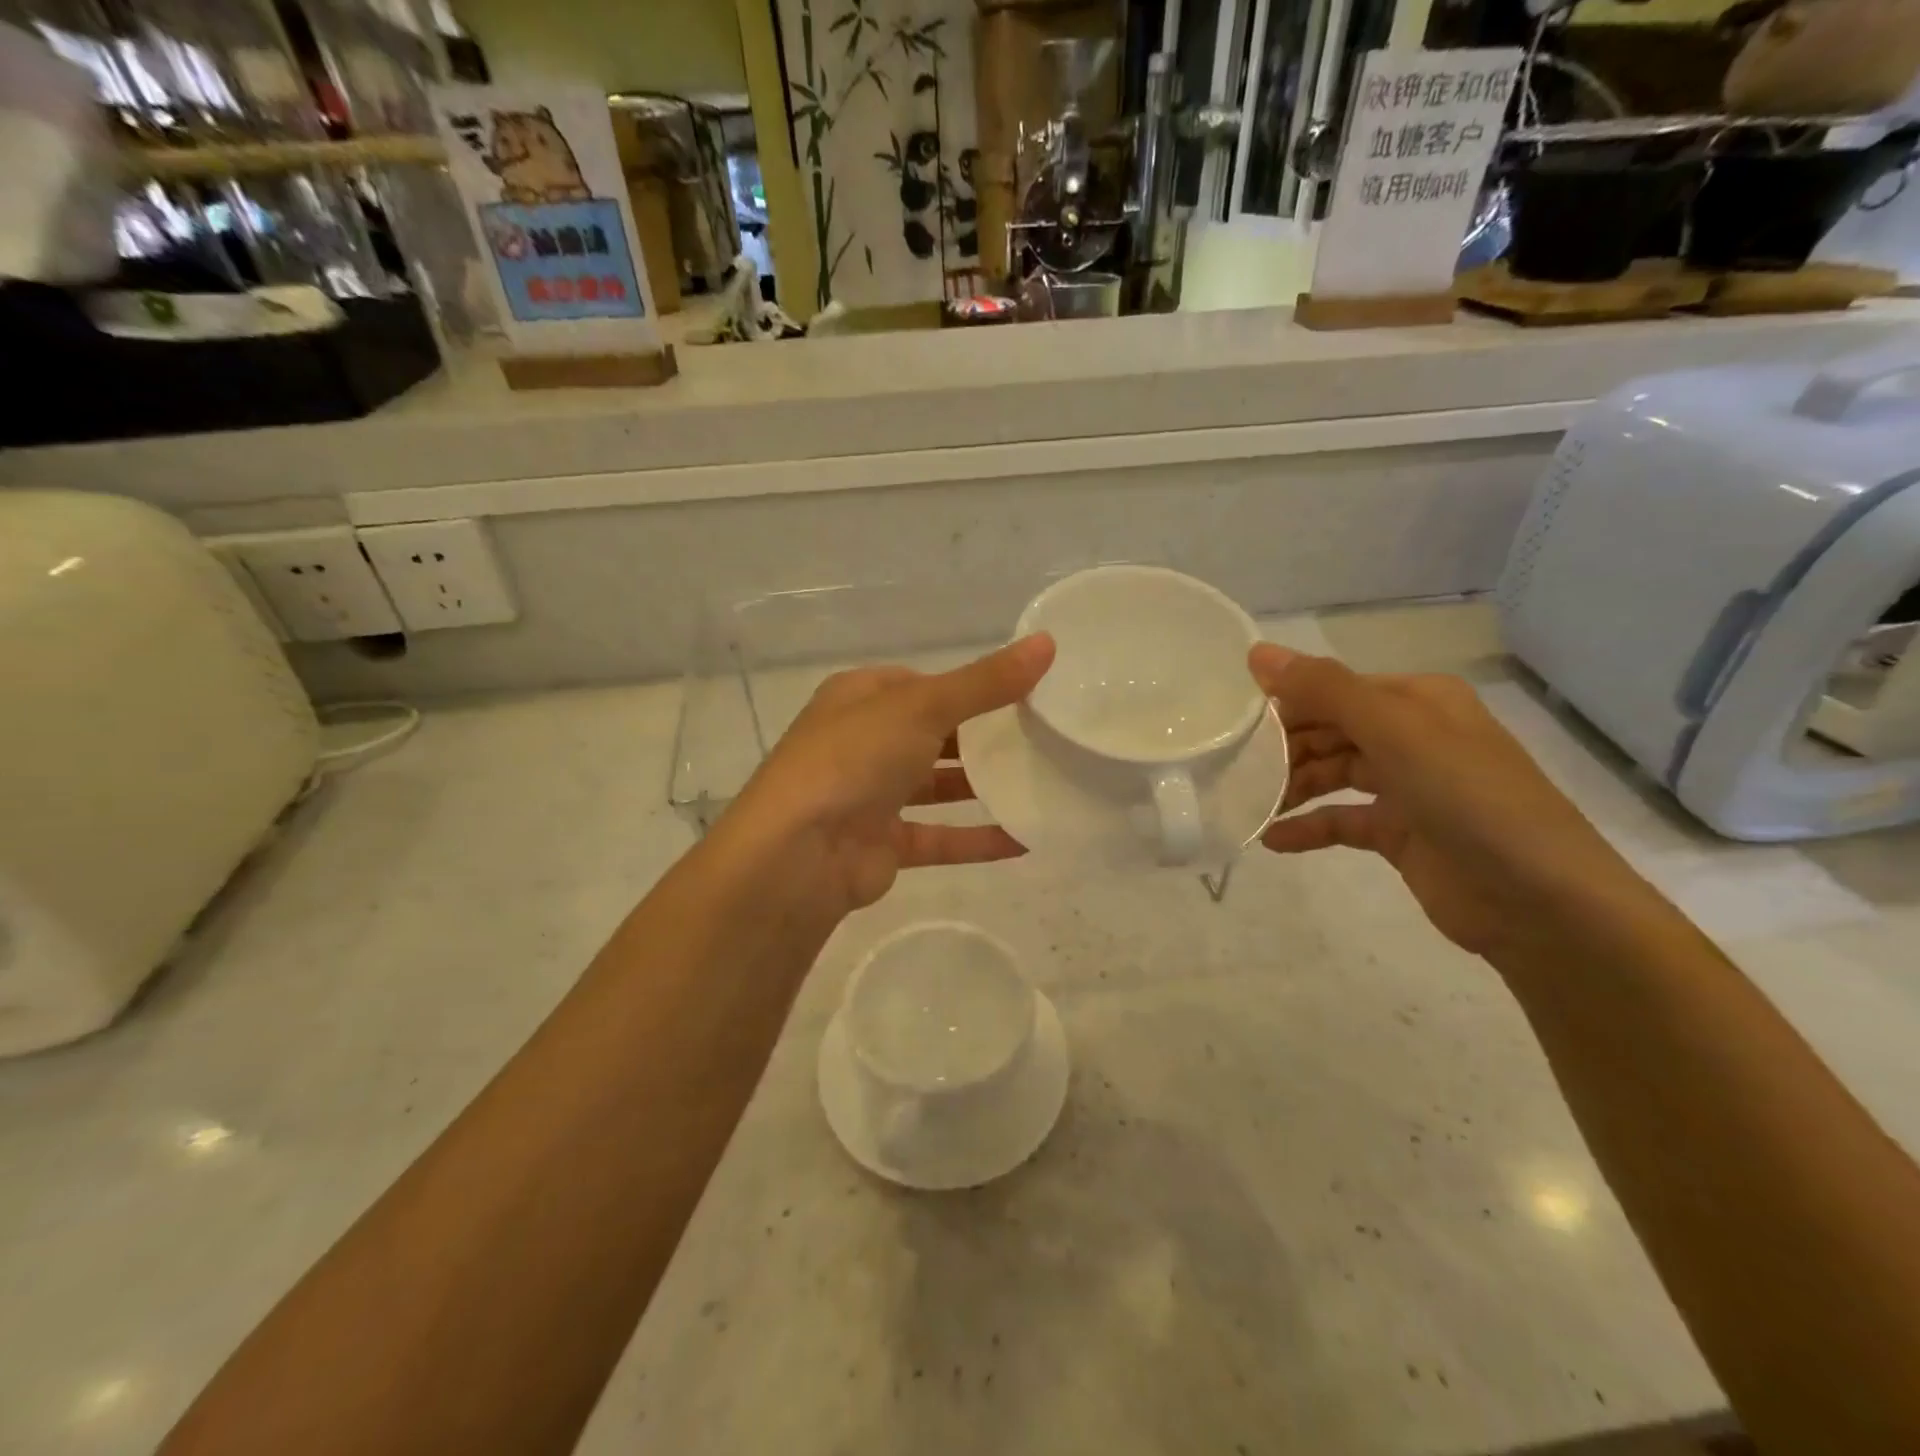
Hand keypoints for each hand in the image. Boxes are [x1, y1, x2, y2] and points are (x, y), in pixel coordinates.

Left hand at [716, 635, 1055, 918]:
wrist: (799, 853)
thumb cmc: (855, 758)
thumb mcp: (923, 705)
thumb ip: (985, 681)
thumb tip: (1047, 642)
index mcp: (859, 698)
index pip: (919, 684)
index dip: (966, 685)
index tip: (1019, 692)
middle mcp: (862, 743)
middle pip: (930, 734)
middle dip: (979, 736)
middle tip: (1040, 737)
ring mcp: (870, 796)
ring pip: (935, 786)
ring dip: (980, 786)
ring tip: (1040, 782)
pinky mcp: (883, 844)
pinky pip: (939, 837)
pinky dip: (976, 839)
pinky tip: (1024, 839)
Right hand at [1252, 643, 1657, 962]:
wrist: (1544, 905)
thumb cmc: (1470, 801)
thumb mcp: (1397, 734)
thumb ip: (1326, 691)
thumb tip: (1256, 653)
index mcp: (1417, 701)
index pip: (1334, 689)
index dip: (1285, 703)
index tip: (1233, 725)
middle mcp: (1412, 736)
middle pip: (1330, 730)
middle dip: (1283, 748)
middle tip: (1235, 770)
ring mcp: (1408, 787)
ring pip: (1332, 774)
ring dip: (1291, 786)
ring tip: (1249, 804)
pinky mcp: (1401, 834)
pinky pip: (1342, 821)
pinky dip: (1309, 828)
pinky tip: (1274, 840)